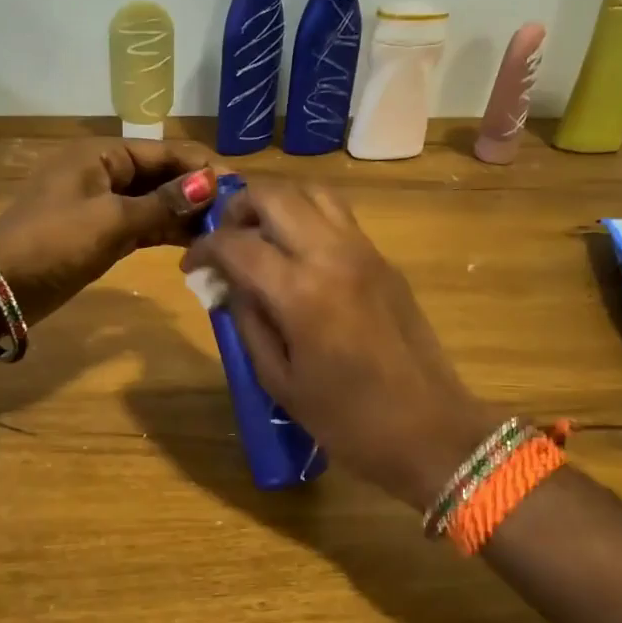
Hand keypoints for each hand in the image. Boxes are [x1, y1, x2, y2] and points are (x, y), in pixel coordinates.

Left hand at [0, 139, 218, 323]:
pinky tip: (195, 244)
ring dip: (184, 215)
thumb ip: (163, 203)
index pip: (163, 151)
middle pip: (160, 175)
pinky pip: (141, 225)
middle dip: (196, 192)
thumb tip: (211, 183)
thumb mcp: (111, 221)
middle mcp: (103, 173)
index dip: (201, 167)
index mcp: (101, 155)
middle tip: (237, 214)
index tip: (239, 187)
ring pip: (153, 202)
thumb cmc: (53, 242)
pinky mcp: (100, 234)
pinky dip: (165, 233)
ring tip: (223, 231)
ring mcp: (101, 205)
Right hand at [180, 181, 505, 508]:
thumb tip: (229, 284)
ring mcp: (364, 252)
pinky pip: (338, 216)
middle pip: (275, 195)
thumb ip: (247, 322)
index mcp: (301, 292)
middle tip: (224, 240)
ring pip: (313, 192)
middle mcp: (332, 255)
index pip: (236, 244)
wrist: (430, 430)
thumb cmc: (346, 419)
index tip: (191, 266)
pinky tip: (296, 253)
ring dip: (277, 203)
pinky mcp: (384, 261)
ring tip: (259, 236)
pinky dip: (307, 216)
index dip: (204, 248)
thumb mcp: (279, 380)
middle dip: (237, 208)